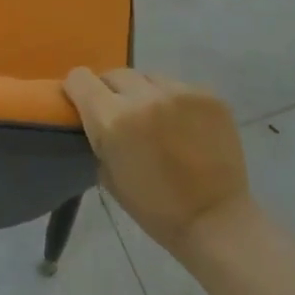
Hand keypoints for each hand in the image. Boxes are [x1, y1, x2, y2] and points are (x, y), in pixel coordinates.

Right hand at [63, 68, 251, 257]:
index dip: (78, 89)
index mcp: (113, 119)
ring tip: (155, 119)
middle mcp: (144, 97)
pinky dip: (173, 101)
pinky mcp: (208, 95)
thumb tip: (93, 114)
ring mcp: (180, 92)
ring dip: (144, 93)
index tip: (83, 102)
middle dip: (111, 91)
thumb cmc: (154, 207)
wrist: (216, 220)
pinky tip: (183, 125)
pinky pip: (178, 86)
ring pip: (147, 77)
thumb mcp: (107, 174)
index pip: (80, 78)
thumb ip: (97, 135)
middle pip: (114, 74)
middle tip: (121, 115)